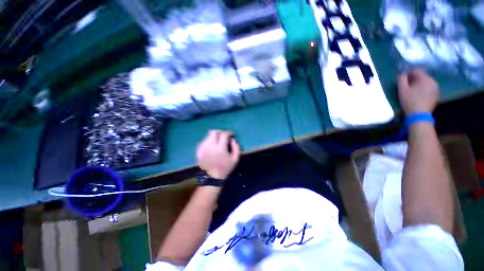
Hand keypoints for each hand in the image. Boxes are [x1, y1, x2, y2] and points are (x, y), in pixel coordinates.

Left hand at [196, 130, 240, 179]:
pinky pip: (204, 140)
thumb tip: (232, 139)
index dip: (228, 132)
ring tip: (218, 140)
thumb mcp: (235, 159)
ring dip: (214, 135)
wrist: (211, 177)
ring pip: (208, 135)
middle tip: (224, 135)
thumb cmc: (225, 168)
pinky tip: (212, 145)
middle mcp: (210, 146)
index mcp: (220, 148)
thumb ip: (236, 147)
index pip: (224, 134)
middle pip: (214, 132)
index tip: (231, 134)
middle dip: (220, 131)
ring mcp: (203, 147)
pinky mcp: (199, 150)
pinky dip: (209, 140)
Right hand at [397, 69, 438, 114]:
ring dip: (420, 84)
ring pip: (426, 82)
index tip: (403, 80)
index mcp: (424, 78)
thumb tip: (402, 73)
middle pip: (422, 76)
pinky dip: (424, 89)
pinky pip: (429, 88)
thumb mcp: (402, 90)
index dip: (409, 73)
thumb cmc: (410, 101)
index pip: (416, 70)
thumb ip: (401, 79)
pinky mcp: (436, 94)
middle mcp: (432, 81)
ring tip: (413, 91)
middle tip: (407, 86)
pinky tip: (419, 95)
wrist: (420, 115)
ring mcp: (436, 88)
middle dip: (415, 79)